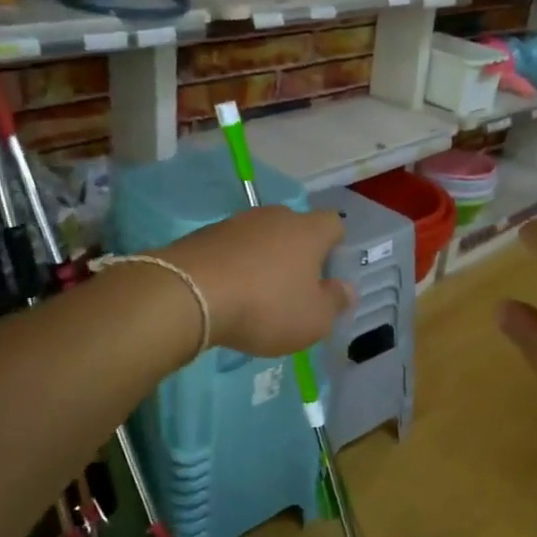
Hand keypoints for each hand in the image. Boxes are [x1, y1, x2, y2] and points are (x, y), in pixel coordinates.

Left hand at [161, 206, 351, 357]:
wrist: (189, 294)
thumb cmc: (265, 307)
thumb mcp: (313, 319)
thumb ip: (335, 302)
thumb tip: (347, 288)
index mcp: (309, 231)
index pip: (334, 224)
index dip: (336, 247)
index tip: (328, 275)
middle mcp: (276, 216)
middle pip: (296, 229)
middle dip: (298, 254)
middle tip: (294, 289)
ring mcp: (237, 222)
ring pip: (262, 237)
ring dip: (264, 260)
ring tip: (257, 295)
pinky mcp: (204, 234)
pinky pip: (232, 248)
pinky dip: (235, 266)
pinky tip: (228, 293)